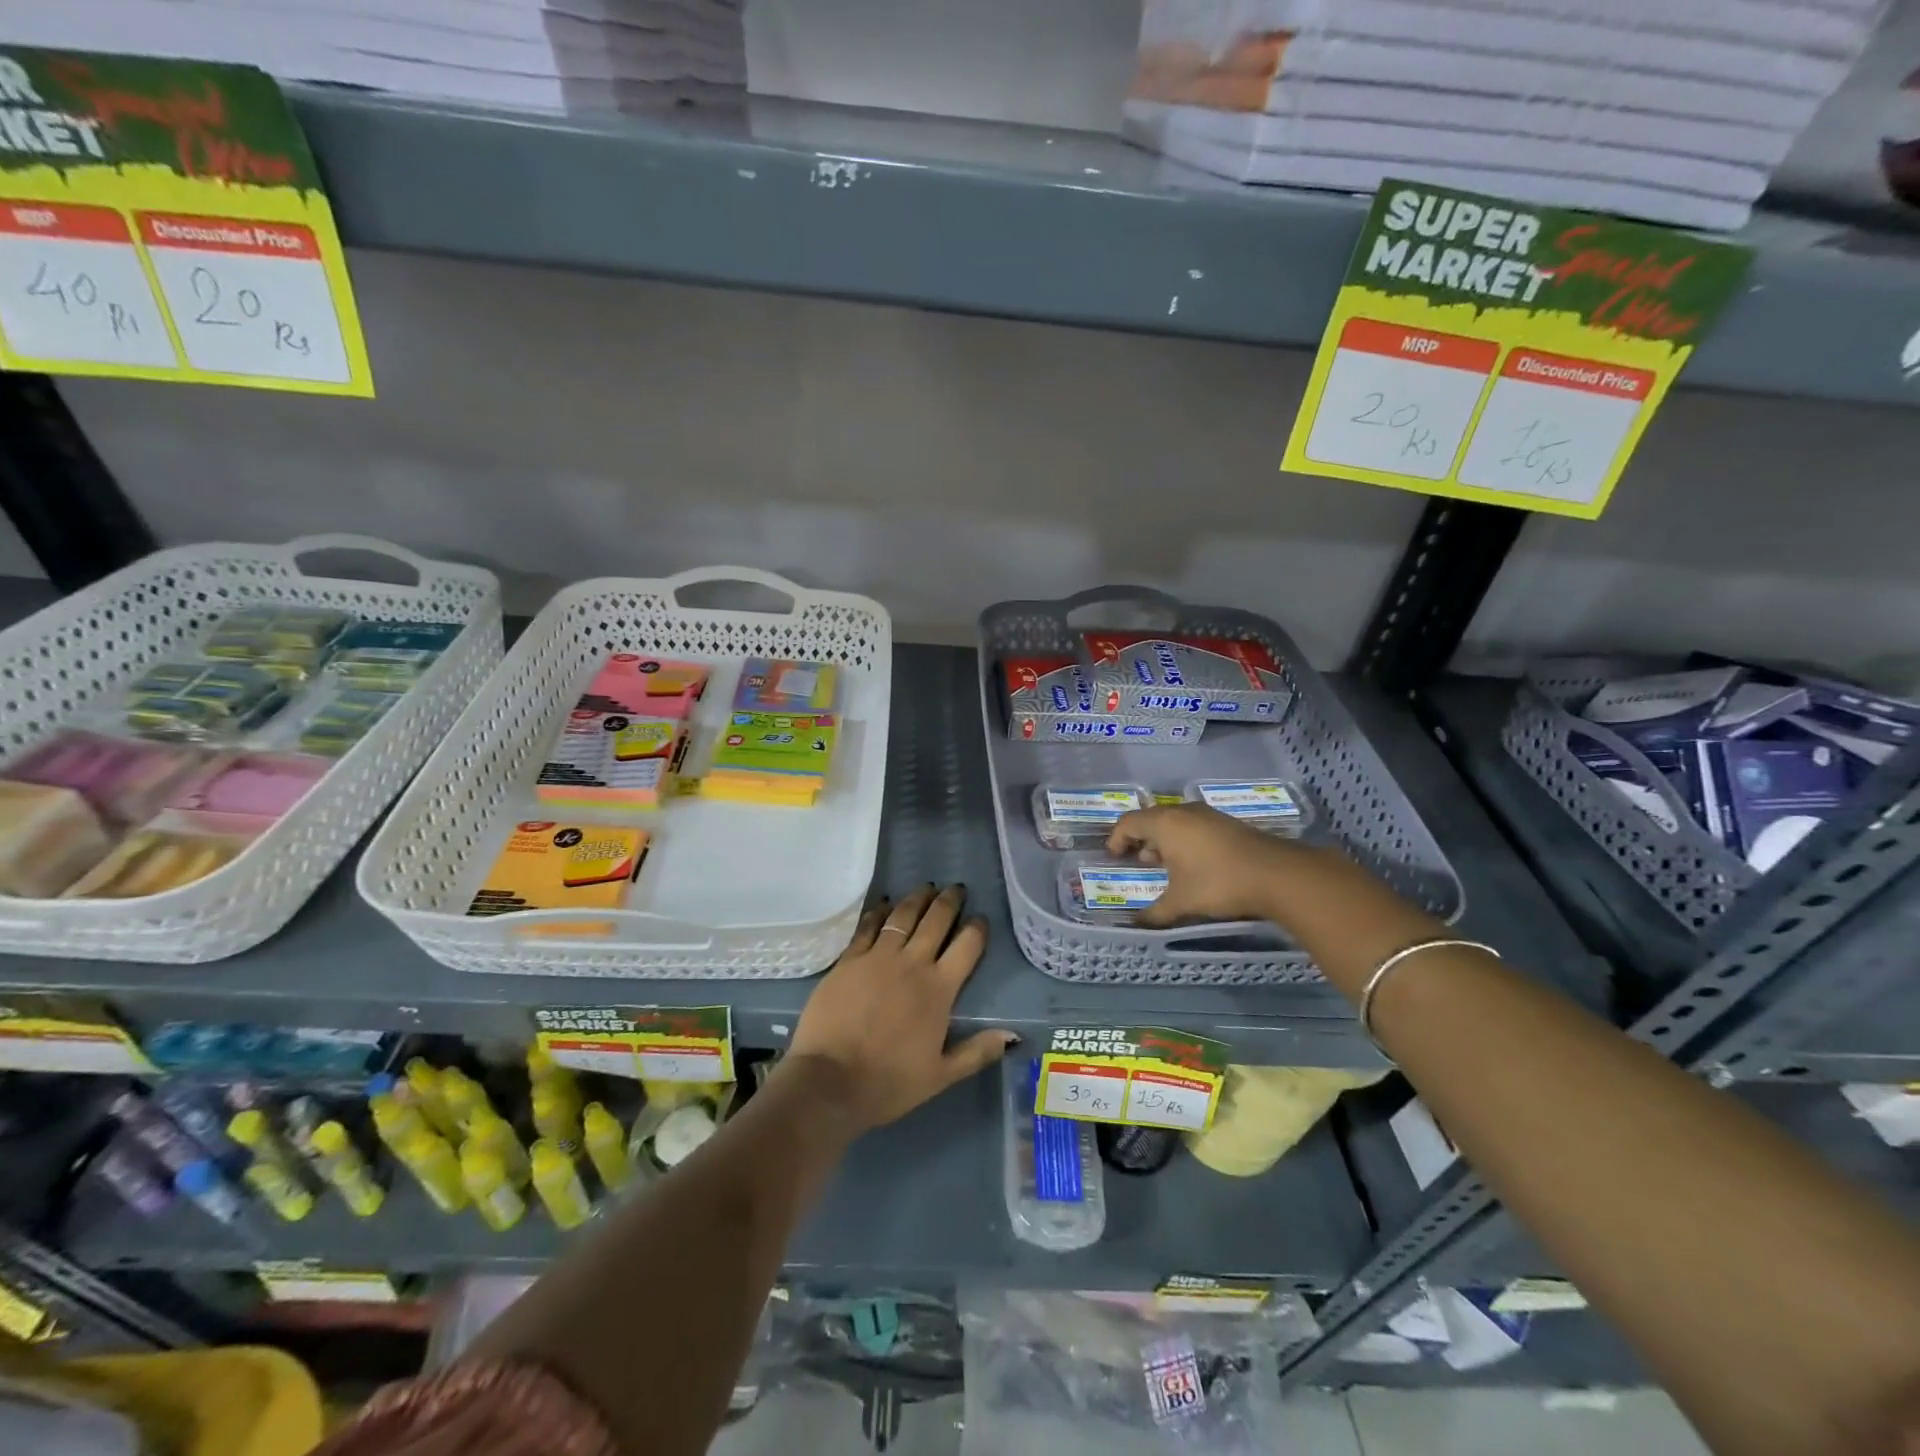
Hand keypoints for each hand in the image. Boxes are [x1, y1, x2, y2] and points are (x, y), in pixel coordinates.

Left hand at [787, 885, 1015, 1129]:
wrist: (829, 1080)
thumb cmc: (889, 1082)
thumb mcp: (940, 1076)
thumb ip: (977, 1052)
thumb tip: (1013, 1036)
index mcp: (939, 990)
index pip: (967, 947)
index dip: (977, 929)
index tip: (980, 919)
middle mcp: (912, 964)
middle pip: (936, 921)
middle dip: (949, 902)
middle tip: (956, 888)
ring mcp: (878, 958)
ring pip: (903, 916)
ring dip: (917, 899)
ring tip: (926, 888)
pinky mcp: (849, 959)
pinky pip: (869, 926)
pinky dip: (880, 912)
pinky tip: (885, 904)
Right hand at [1105, 802, 1303, 928]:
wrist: (1277, 875)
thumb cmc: (1218, 883)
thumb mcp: (1182, 902)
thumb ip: (1156, 913)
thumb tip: (1137, 926)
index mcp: (1165, 823)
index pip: (1128, 822)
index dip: (1116, 838)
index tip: (1114, 856)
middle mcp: (1183, 812)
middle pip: (1151, 818)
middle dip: (1140, 839)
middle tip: (1136, 860)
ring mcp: (1208, 815)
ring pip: (1175, 821)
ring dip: (1163, 840)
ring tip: (1163, 864)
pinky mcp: (1227, 823)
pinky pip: (1194, 826)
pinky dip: (1184, 840)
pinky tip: (1192, 864)